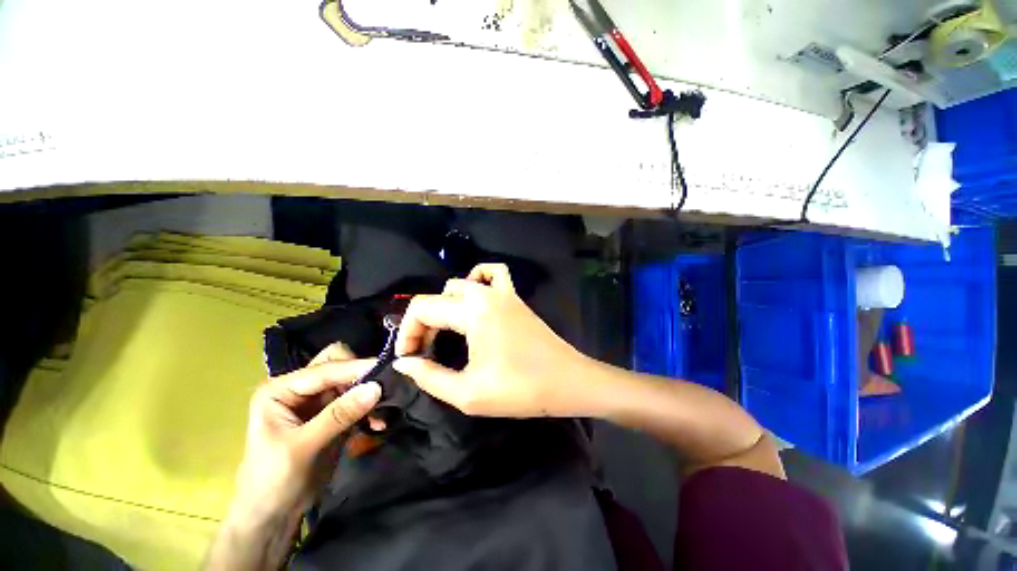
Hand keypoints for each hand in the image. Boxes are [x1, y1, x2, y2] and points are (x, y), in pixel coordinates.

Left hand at [230, 344, 380, 524]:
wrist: (272, 517)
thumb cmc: (273, 482)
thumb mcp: (303, 447)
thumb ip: (339, 415)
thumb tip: (376, 387)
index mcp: (281, 389)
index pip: (325, 368)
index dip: (355, 368)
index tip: (386, 369)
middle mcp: (300, 388)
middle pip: (339, 366)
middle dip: (362, 375)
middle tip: (382, 389)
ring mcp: (318, 401)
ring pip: (352, 382)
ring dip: (369, 393)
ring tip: (383, 412)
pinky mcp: (333, 414)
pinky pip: (358, 400)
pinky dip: (369, 408)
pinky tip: (377, 423)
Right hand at [393, 263, 587, 417]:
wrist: (568, 382)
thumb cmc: (520, 390)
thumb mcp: (468, 393)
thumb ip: (429, 377)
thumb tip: (403, 363)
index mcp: (473, 311)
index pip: (422, 308)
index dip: (406, 333)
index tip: (409, 359)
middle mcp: (486, 294)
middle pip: (439, 296)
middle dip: (423, 322)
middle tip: (425, 351)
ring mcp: (504, 292)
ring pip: (462, 284)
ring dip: (446, 304)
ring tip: (446, 330)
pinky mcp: (515, 298)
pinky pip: (494, 274)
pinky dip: (478, 280)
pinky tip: (475, 300)